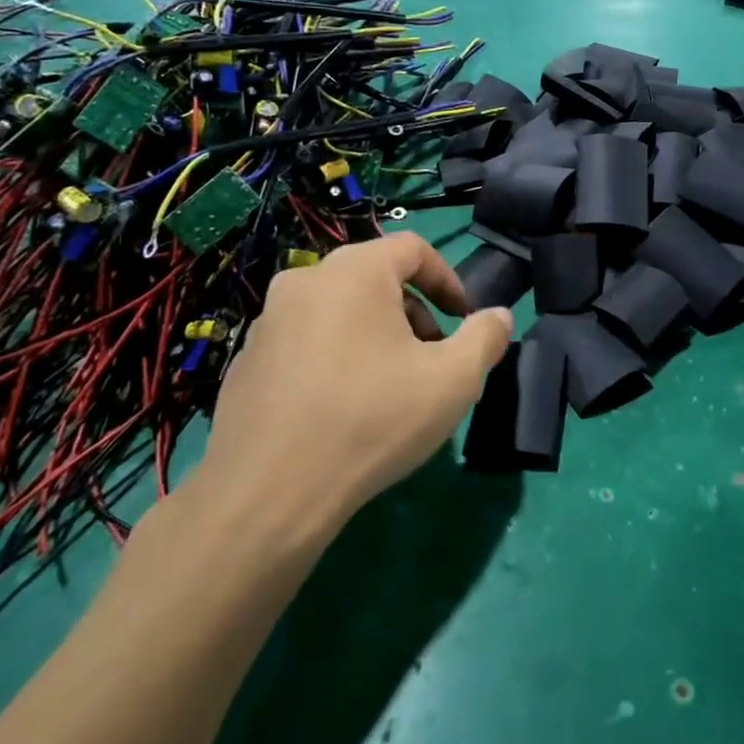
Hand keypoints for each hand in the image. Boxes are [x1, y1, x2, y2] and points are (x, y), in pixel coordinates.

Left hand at [197, 233, 511, 547]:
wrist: (267, 494)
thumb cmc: (372, 420)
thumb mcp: (453, 380)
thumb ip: (485, 338)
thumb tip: (498, 316)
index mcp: (354, 272)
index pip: (413, 249)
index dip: (448, 280)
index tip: (464, 320)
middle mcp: (304, 281)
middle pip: (375, 279)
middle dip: (415, 312)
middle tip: (433, 359)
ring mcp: (267, 321)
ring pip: (340, 311)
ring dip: (376, 335)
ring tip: (391, 388)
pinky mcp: (246, 361)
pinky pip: (306, 342)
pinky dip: (336, 357)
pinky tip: (344, 410)